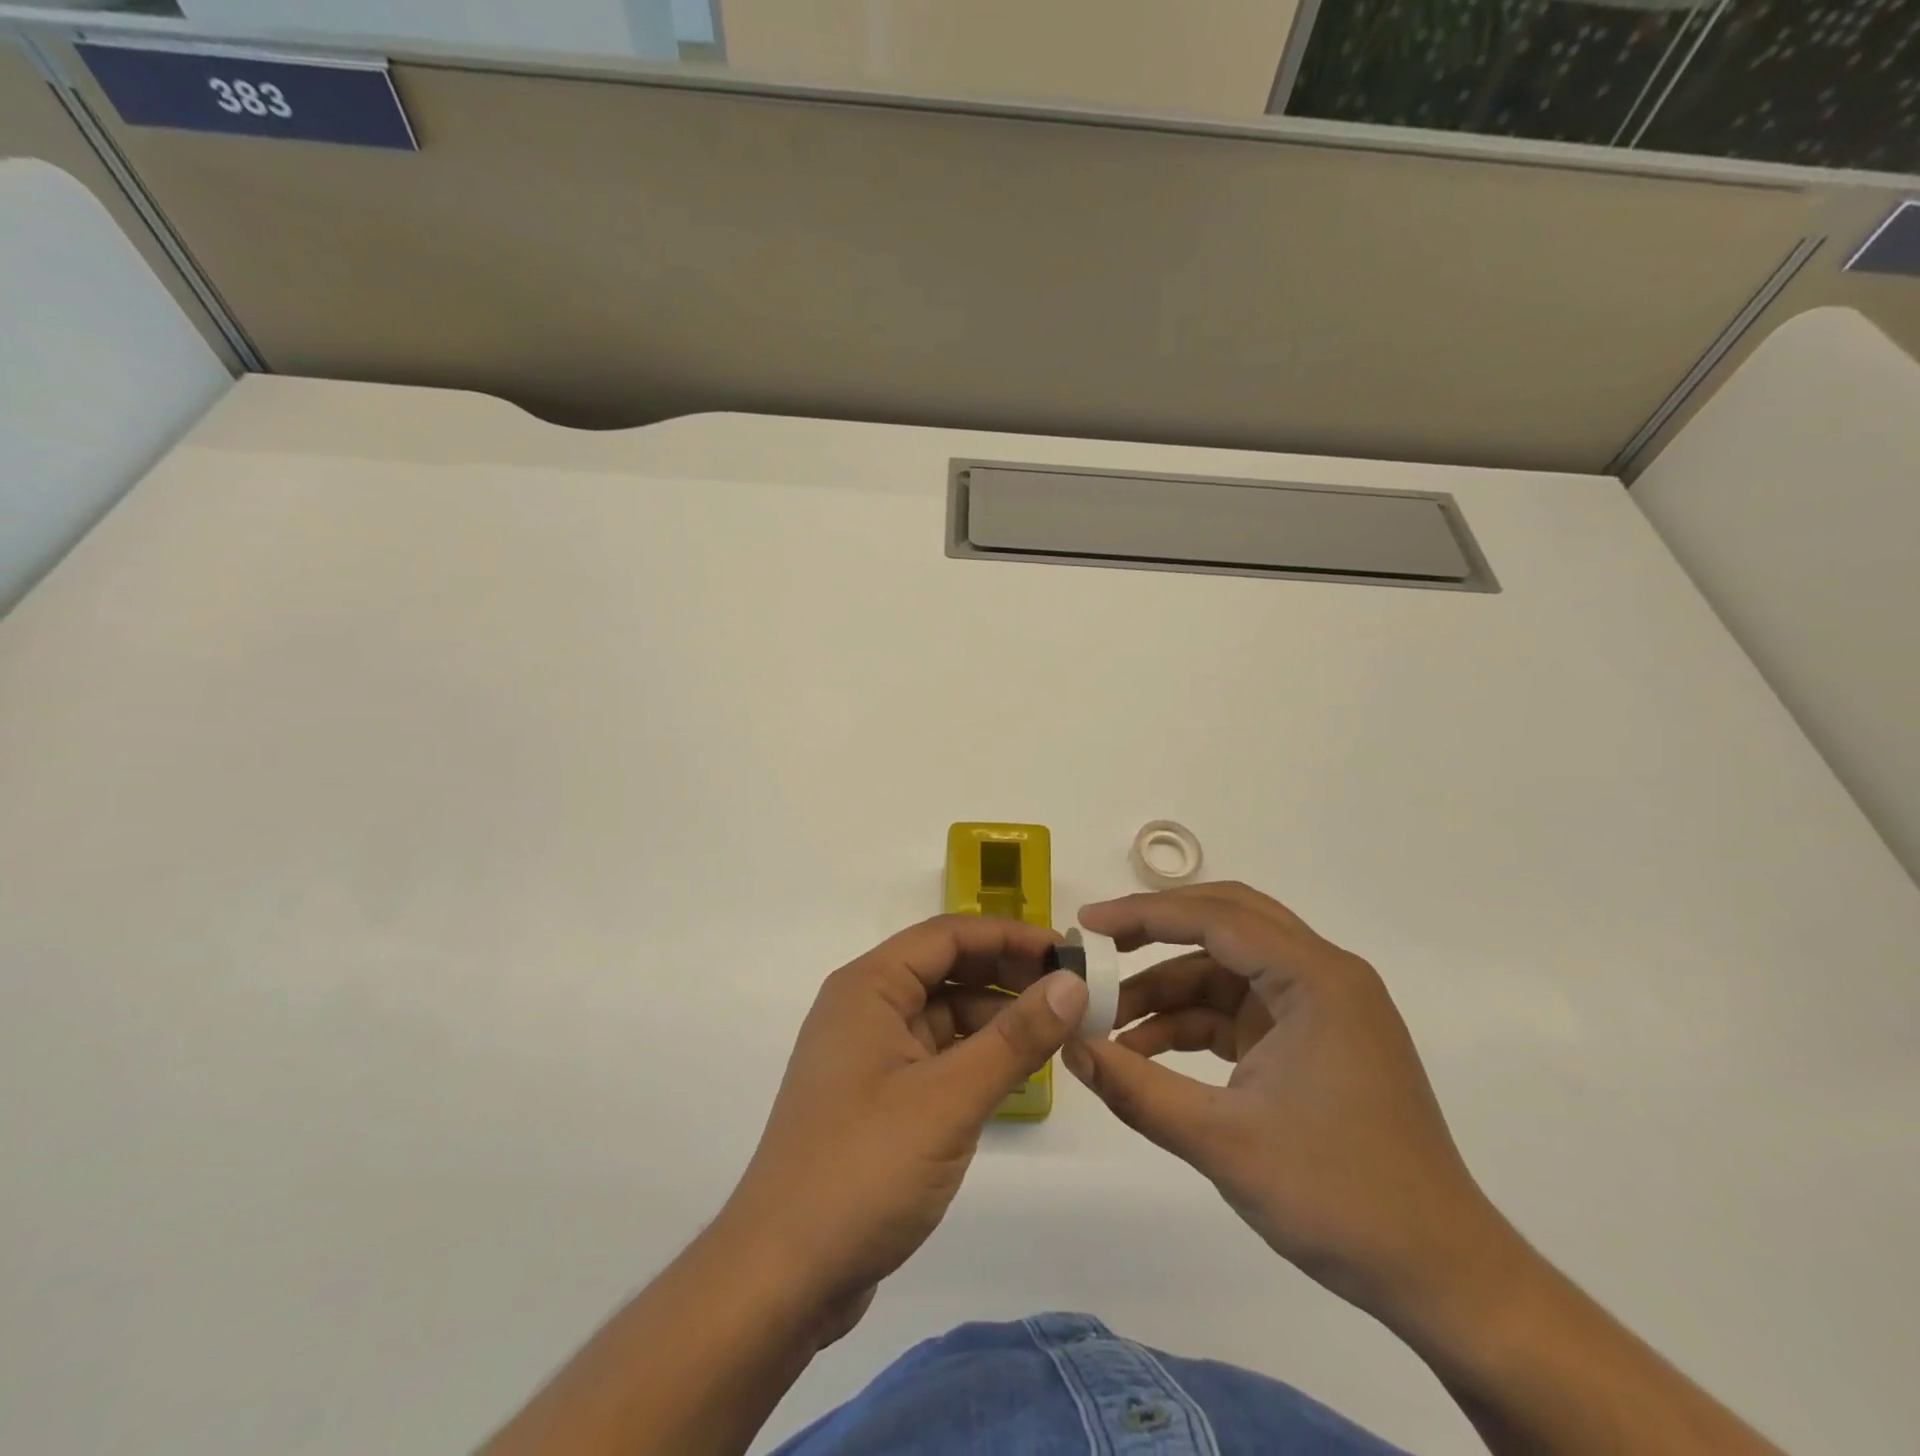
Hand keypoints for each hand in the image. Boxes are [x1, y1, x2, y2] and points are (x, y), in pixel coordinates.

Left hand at [719, 915, 1087, 1324]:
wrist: (782, 1276)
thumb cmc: (863, 1169)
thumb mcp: (949, 1099)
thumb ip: (1015, 1039)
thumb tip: (1071, 983)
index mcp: (869, 987)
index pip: (947, 935)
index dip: (1009, 936)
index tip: (1066, 952)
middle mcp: (865, 1008)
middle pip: (946, 970)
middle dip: (1006, 975)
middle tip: (1071, 993)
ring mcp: (869, 1055)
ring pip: (943, 1015)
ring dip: (995, 1018)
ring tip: (1056, 1033)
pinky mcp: (877, 1098)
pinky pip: (936, 1055)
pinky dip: (975, 1055)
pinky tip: (1015, 1072)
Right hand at [1063, 883, 1515, 1327]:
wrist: (1441, 1279)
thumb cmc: (1340, 1198)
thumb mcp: (1224, 1142)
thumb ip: (1137, 1089)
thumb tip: (1069, 1047)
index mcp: (1316, 979)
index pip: (1217, 918)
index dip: (1144, 914)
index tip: (1086, 926)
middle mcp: (1322, 976)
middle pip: (1226, 923)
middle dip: (1157, 933)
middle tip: (1098, 948)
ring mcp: (1319, 1009)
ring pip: (1226, 969)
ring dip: (1168, 988)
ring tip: (1108, 1020)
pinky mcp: (1311, 1041)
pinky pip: (1238, 1009)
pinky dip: (1192, 1023)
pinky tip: (1146, 1051)